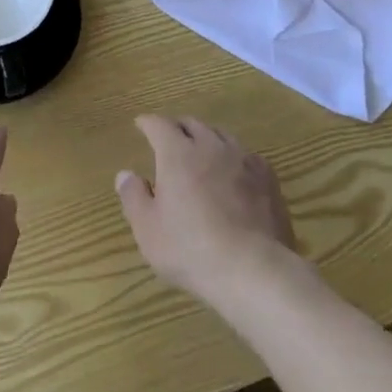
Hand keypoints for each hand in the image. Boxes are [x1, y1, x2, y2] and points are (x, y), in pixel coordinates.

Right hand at [116, 115, 295, 305]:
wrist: (252, 268)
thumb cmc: (191, 249)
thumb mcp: (148, 230)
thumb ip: (133, 197)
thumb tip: (125, 174)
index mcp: (177, 153)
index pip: (159, 125)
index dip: (148, 123)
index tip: (141, 124)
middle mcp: (209, 146)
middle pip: (191, 124)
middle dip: (178, 127)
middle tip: (170, 138)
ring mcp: (242, 158)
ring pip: (221, 135)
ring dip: (207, 138)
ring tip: (202, 151)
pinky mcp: (266, 177)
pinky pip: (247, 155)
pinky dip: (235, 157)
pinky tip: (235, 171)